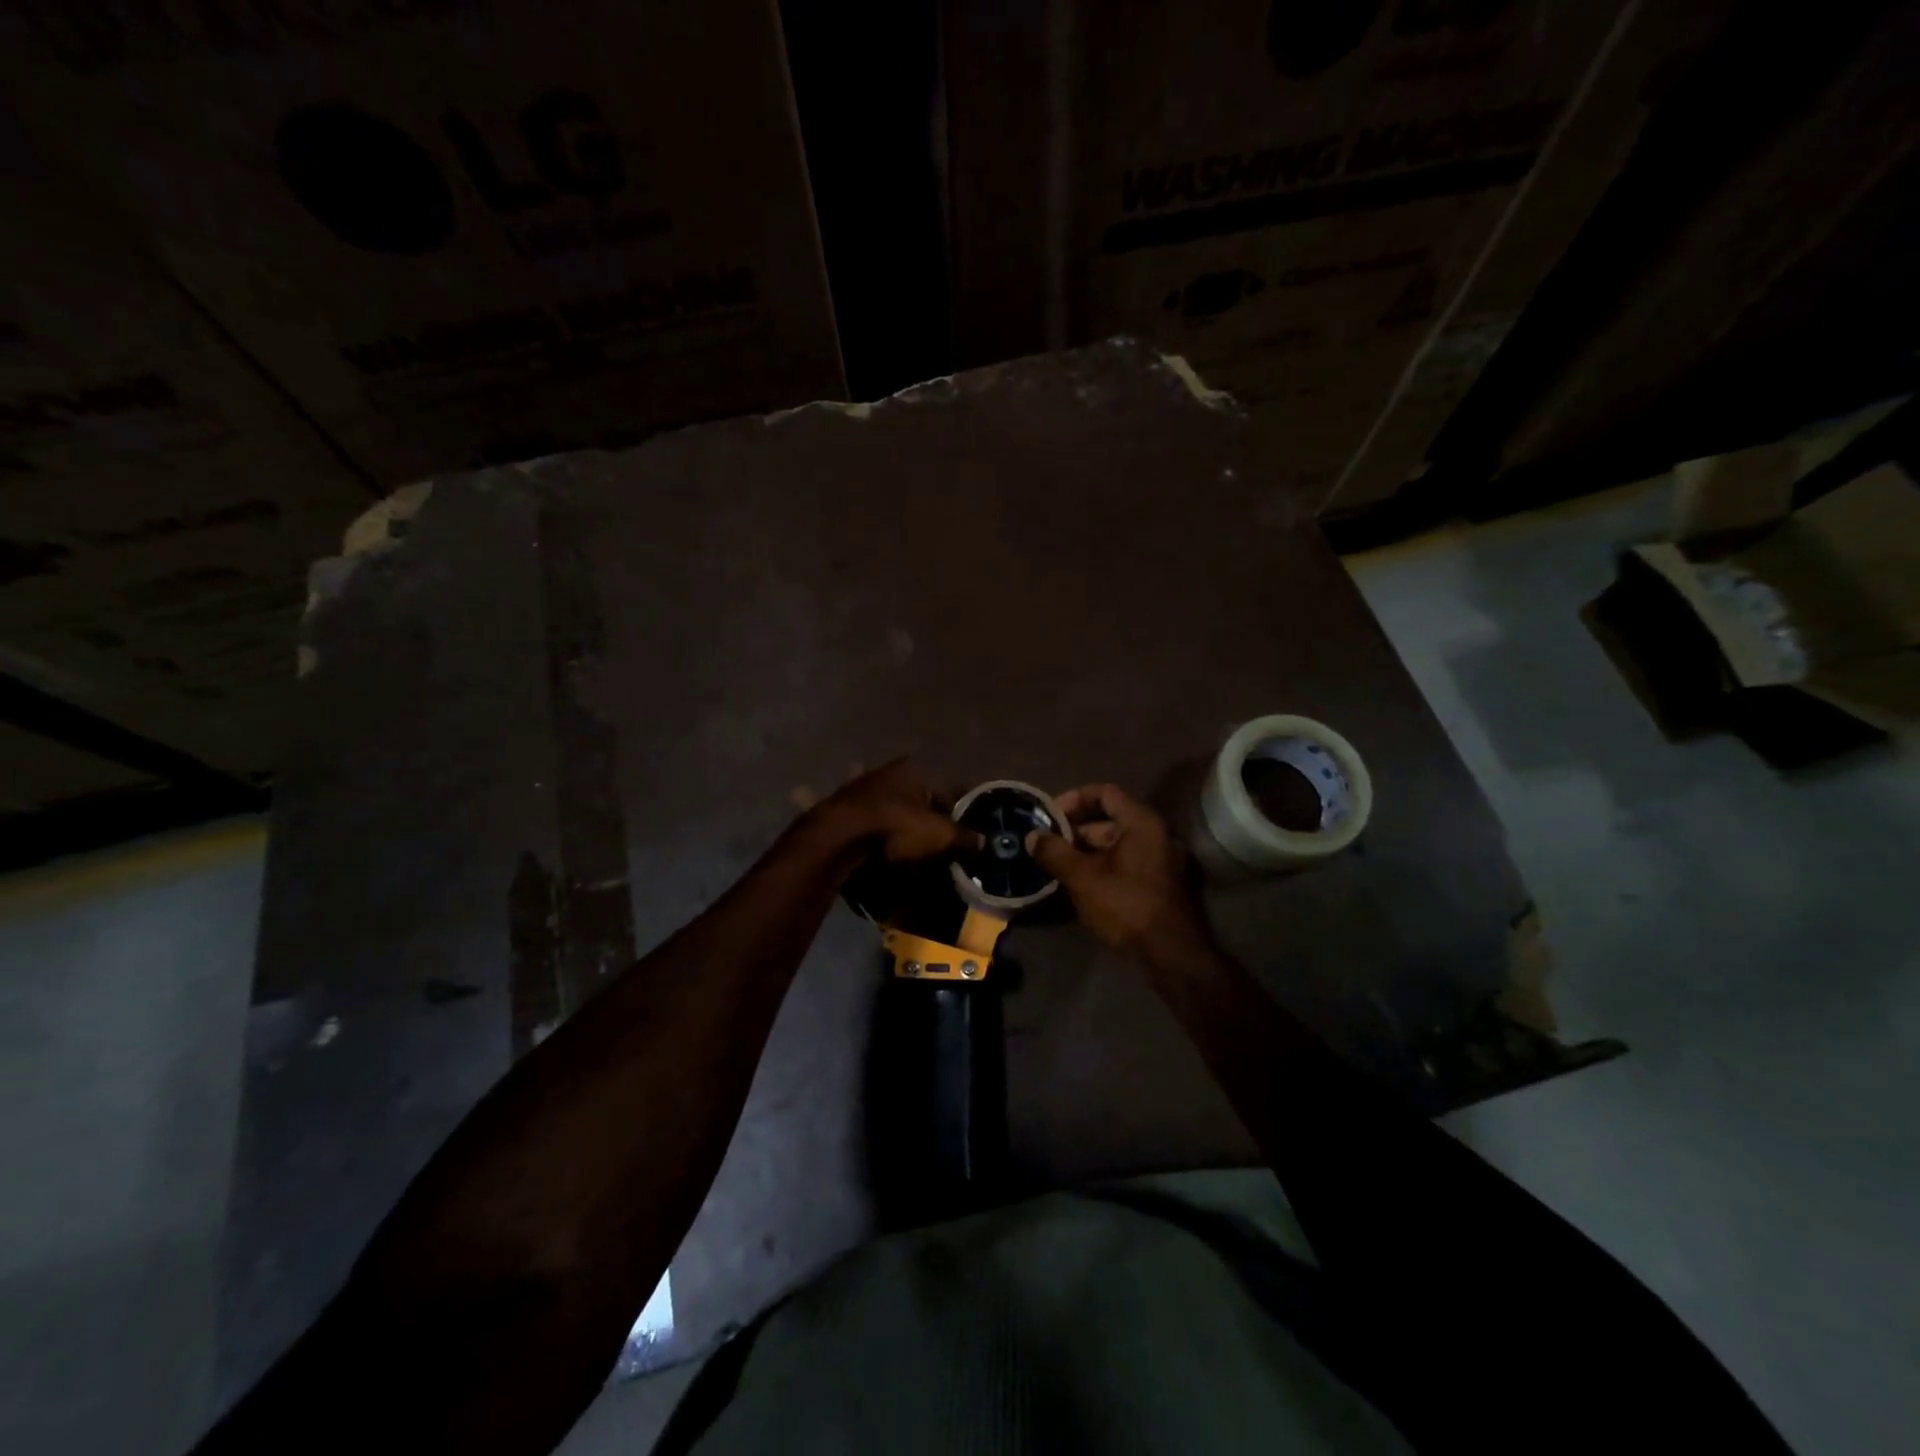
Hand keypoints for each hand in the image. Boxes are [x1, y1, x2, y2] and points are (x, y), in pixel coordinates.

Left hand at [808, 759, 979, 863]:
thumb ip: (964, 838)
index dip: (955, 814)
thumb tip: (984, 843)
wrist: (840, 837)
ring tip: (901, 839)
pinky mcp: (838, 805)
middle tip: (931, 839)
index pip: (944, 791)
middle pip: (914, 795)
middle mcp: (886, 771)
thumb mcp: (940, 835)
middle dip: (921, 812)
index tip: (959, 835)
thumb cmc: (897, 827)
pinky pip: (861, 817)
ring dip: (891, 814)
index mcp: (914, 770)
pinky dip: (866, 824)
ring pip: (885, 802)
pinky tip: (868, 838)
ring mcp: (859, 786)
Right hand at [1028, 784, 1209, 958]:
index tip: (1048, 816)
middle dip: (1072, 832)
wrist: (1168, 954)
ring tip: (1052, 867)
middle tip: (1044, 846)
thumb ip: (1055, 853)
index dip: (1074, 799)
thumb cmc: (1126, 906)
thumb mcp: (1083, 878)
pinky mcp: (1150, 883)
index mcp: (1139, 823)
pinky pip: (1118, 864)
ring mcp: (1153, 860)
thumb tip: (1032, 836)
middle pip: (1105, 821)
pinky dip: (1095, 869)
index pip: (1104, 793)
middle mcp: (1150, 835)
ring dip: (1081, 853)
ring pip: (1110, 846)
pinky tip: (1072, 885)